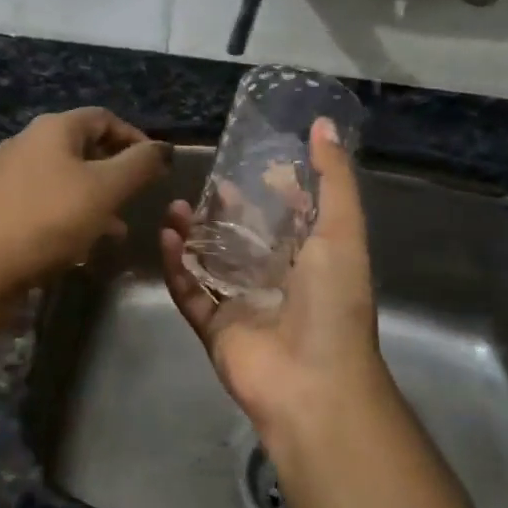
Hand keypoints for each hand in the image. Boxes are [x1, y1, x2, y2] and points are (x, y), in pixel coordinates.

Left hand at [0, 108, 168, 299]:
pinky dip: (69, 215)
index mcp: (53, 128)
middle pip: (83, 147)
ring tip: (117, 228)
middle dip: (115, 172)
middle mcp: (27, 142)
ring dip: (95, 198)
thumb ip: (140, 165)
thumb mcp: (105, 190)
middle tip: (138, 198)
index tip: (157, 168)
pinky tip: (81, 244)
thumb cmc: (47, 220)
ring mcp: (7, 175)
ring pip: (65, 178)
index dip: (135, 138)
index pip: (104, 118)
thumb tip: (164, 147)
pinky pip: (45, 202)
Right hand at [160, 118, 395, 443]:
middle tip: (199, 187)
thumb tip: (323, 124)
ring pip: (210, 264)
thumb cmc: (332, 303)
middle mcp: (277, 282)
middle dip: (222, 213)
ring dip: (192, 235)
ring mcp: (243, 307)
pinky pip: (189, 293)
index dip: (271, 192)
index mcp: (312, 261)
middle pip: (243, 240)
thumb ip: (332, 179)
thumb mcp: (341, 231)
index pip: (289, 219)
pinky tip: (165, 238)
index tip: (247, 164)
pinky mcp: (215, 329)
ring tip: (173, 207)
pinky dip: (176, 268)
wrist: (312, 383)